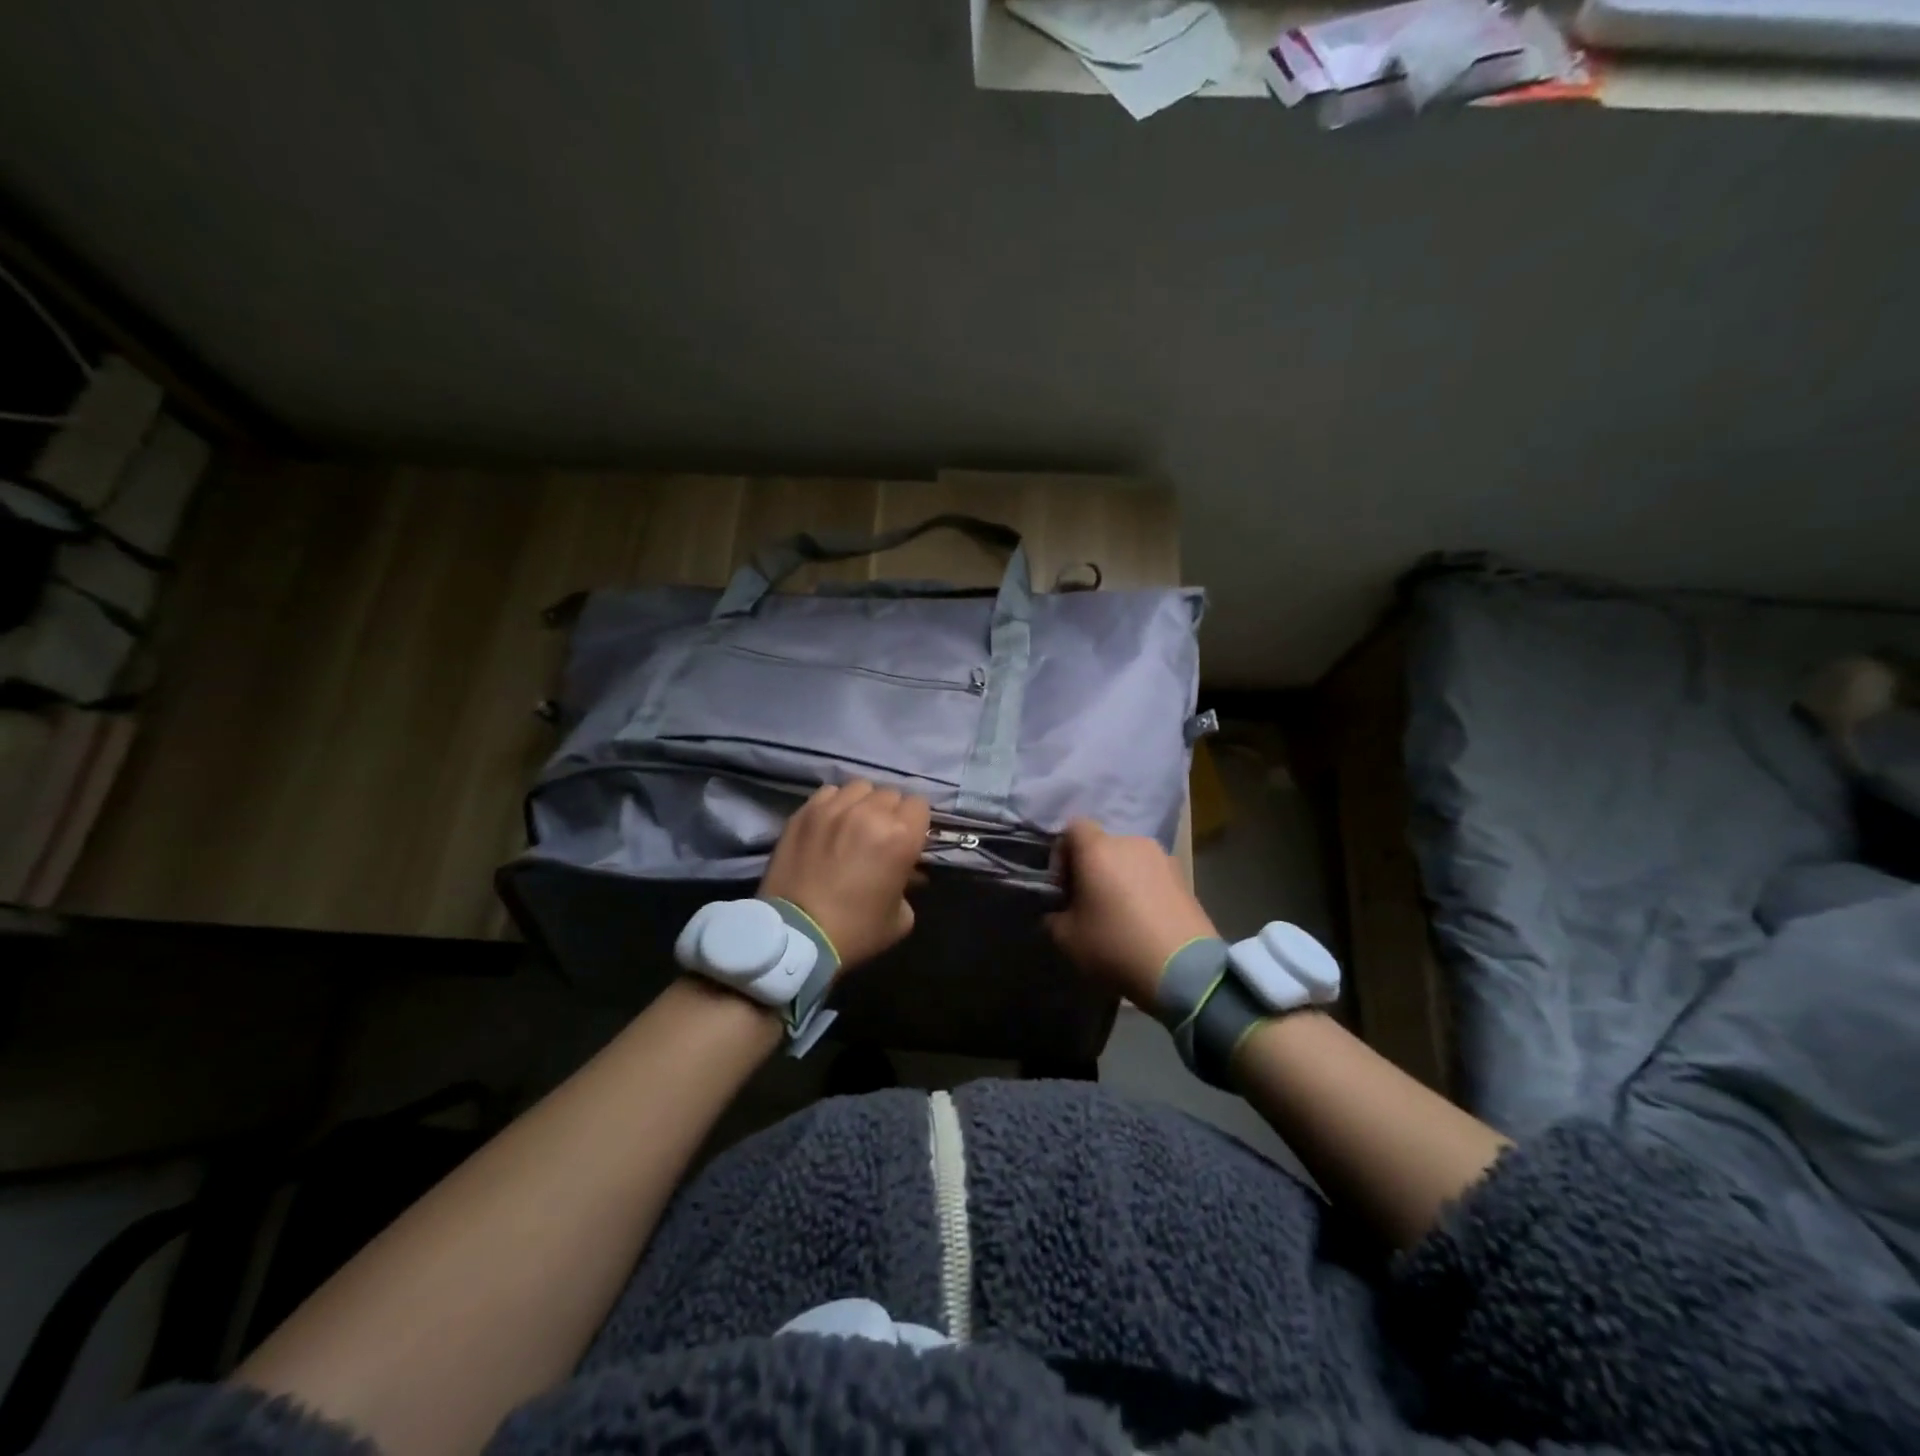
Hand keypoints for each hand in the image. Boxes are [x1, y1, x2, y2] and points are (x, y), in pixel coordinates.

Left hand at [758, 781, 930, 972]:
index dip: (916, 823)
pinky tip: (830, 824)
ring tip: (854, 824)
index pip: (919, 805)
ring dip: (863, 803)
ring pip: (860, 787)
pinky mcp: (805, 812)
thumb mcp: (900, 918)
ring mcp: (834, 808)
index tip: (908, 840)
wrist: (795, 937)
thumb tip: (907, 872)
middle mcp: (870, 812)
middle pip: (890, 794)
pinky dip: (835, 804)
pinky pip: (829, 793)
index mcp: (900, 836)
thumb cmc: (855, 931)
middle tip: (880, 836)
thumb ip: (909, 885)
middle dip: (890, 813)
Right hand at [1044, 819, 1217, 1010]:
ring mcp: (1162, 857)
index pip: (1073, 828)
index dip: (1062, 854)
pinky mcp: (1184, 877)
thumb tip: (1059, 912)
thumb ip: (1053, 917)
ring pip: (1129, 860)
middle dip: (1092, 868)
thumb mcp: (1067, 939)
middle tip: (1088, 903)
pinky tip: (1144, 920)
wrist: (1184, 969)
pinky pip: (1152, 875)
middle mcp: (1130, 843)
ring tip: (1120, 913)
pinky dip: (1143, 889)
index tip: (1063, 886)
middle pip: (1102, 845)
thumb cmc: (1116, 945)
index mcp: (1097, 849)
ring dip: (1120, 878)